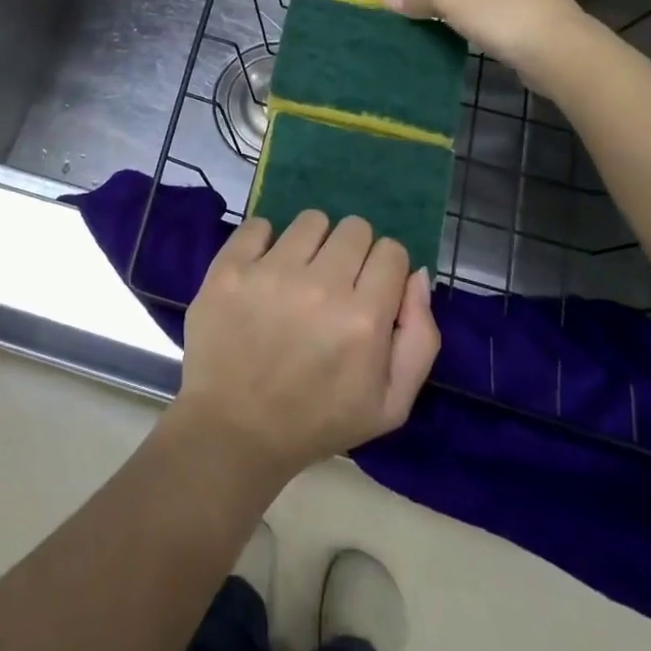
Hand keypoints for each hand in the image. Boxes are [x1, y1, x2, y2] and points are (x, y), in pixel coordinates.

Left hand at [174, 212, 439, 485]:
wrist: (234, 430)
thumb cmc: (317, 421)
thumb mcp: (390, 404)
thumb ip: (420, 337)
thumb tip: (417, 274)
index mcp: (364, 319)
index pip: (392, 251)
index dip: (385, 269)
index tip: (369, 290)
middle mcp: (320, 286)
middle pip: (354, 227)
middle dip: (352, 252)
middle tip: (334, 283)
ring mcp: (270, 272)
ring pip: (311, 220)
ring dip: (311, 243)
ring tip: (298, 276)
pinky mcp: (230, 267)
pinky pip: (259, 223)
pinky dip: (264, 242)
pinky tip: (263, 271)